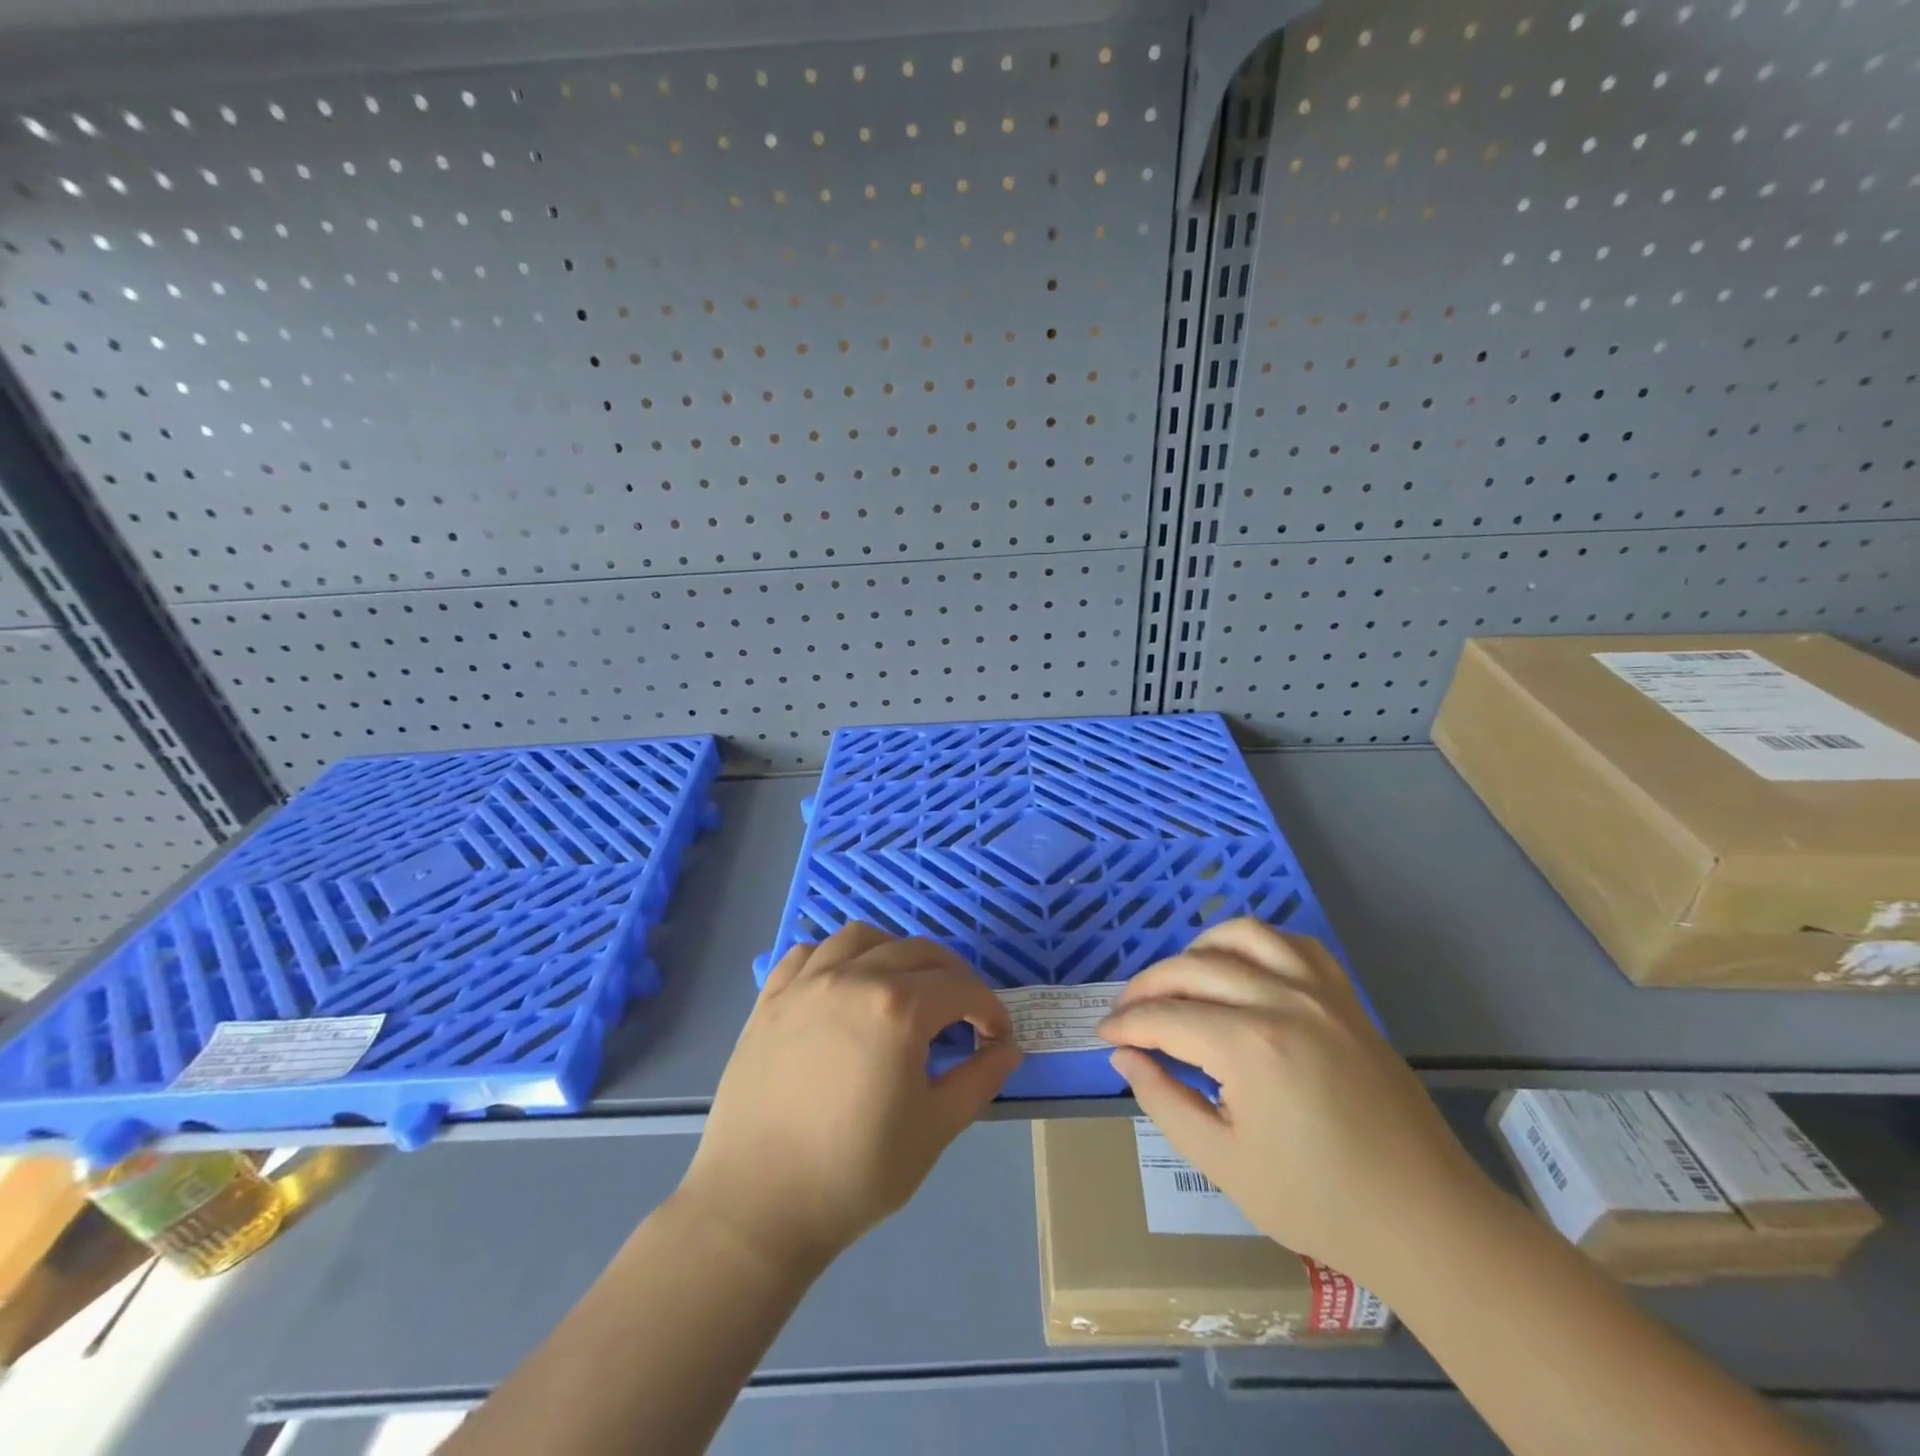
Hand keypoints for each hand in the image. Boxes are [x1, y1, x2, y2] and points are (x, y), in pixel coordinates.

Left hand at [677, 925, 1021, 1270]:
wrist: (758, 1205)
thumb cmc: (855, 1173)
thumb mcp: (935, 1130)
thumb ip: (979, 1079)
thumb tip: (1008, 1047)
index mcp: (898, 1008)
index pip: (961, 988)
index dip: (989, 1009)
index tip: (996, 1037)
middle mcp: (853, 977)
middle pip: (918, 952)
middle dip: (952, 976)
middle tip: (962, 1013)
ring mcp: (806, 983)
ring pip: (862, 937)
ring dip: (894, 951)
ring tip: (903, 985)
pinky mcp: (771, 998)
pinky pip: (808, 952)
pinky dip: (836, 956)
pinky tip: (843, 983)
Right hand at [1098, 919, 1482, 1285]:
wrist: (1424, 1222)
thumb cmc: (1318, 1203)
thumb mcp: (1223, 1162)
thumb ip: (1164, 1100)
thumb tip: (1126, 1056)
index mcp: (1248, 1046)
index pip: (1165, 1017)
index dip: (1126, 1024)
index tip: (1105, 1034)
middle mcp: (1281, 1001)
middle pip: (1193, 968)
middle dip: (1148, 986)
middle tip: (1128, 1013)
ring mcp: (1320, 993)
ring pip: (1243, 936)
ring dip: (1199, 949)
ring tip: (1181, 979)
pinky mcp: (1346, 999)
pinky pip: (1295, 945)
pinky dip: (1258, 944)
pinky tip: (1244, 968)